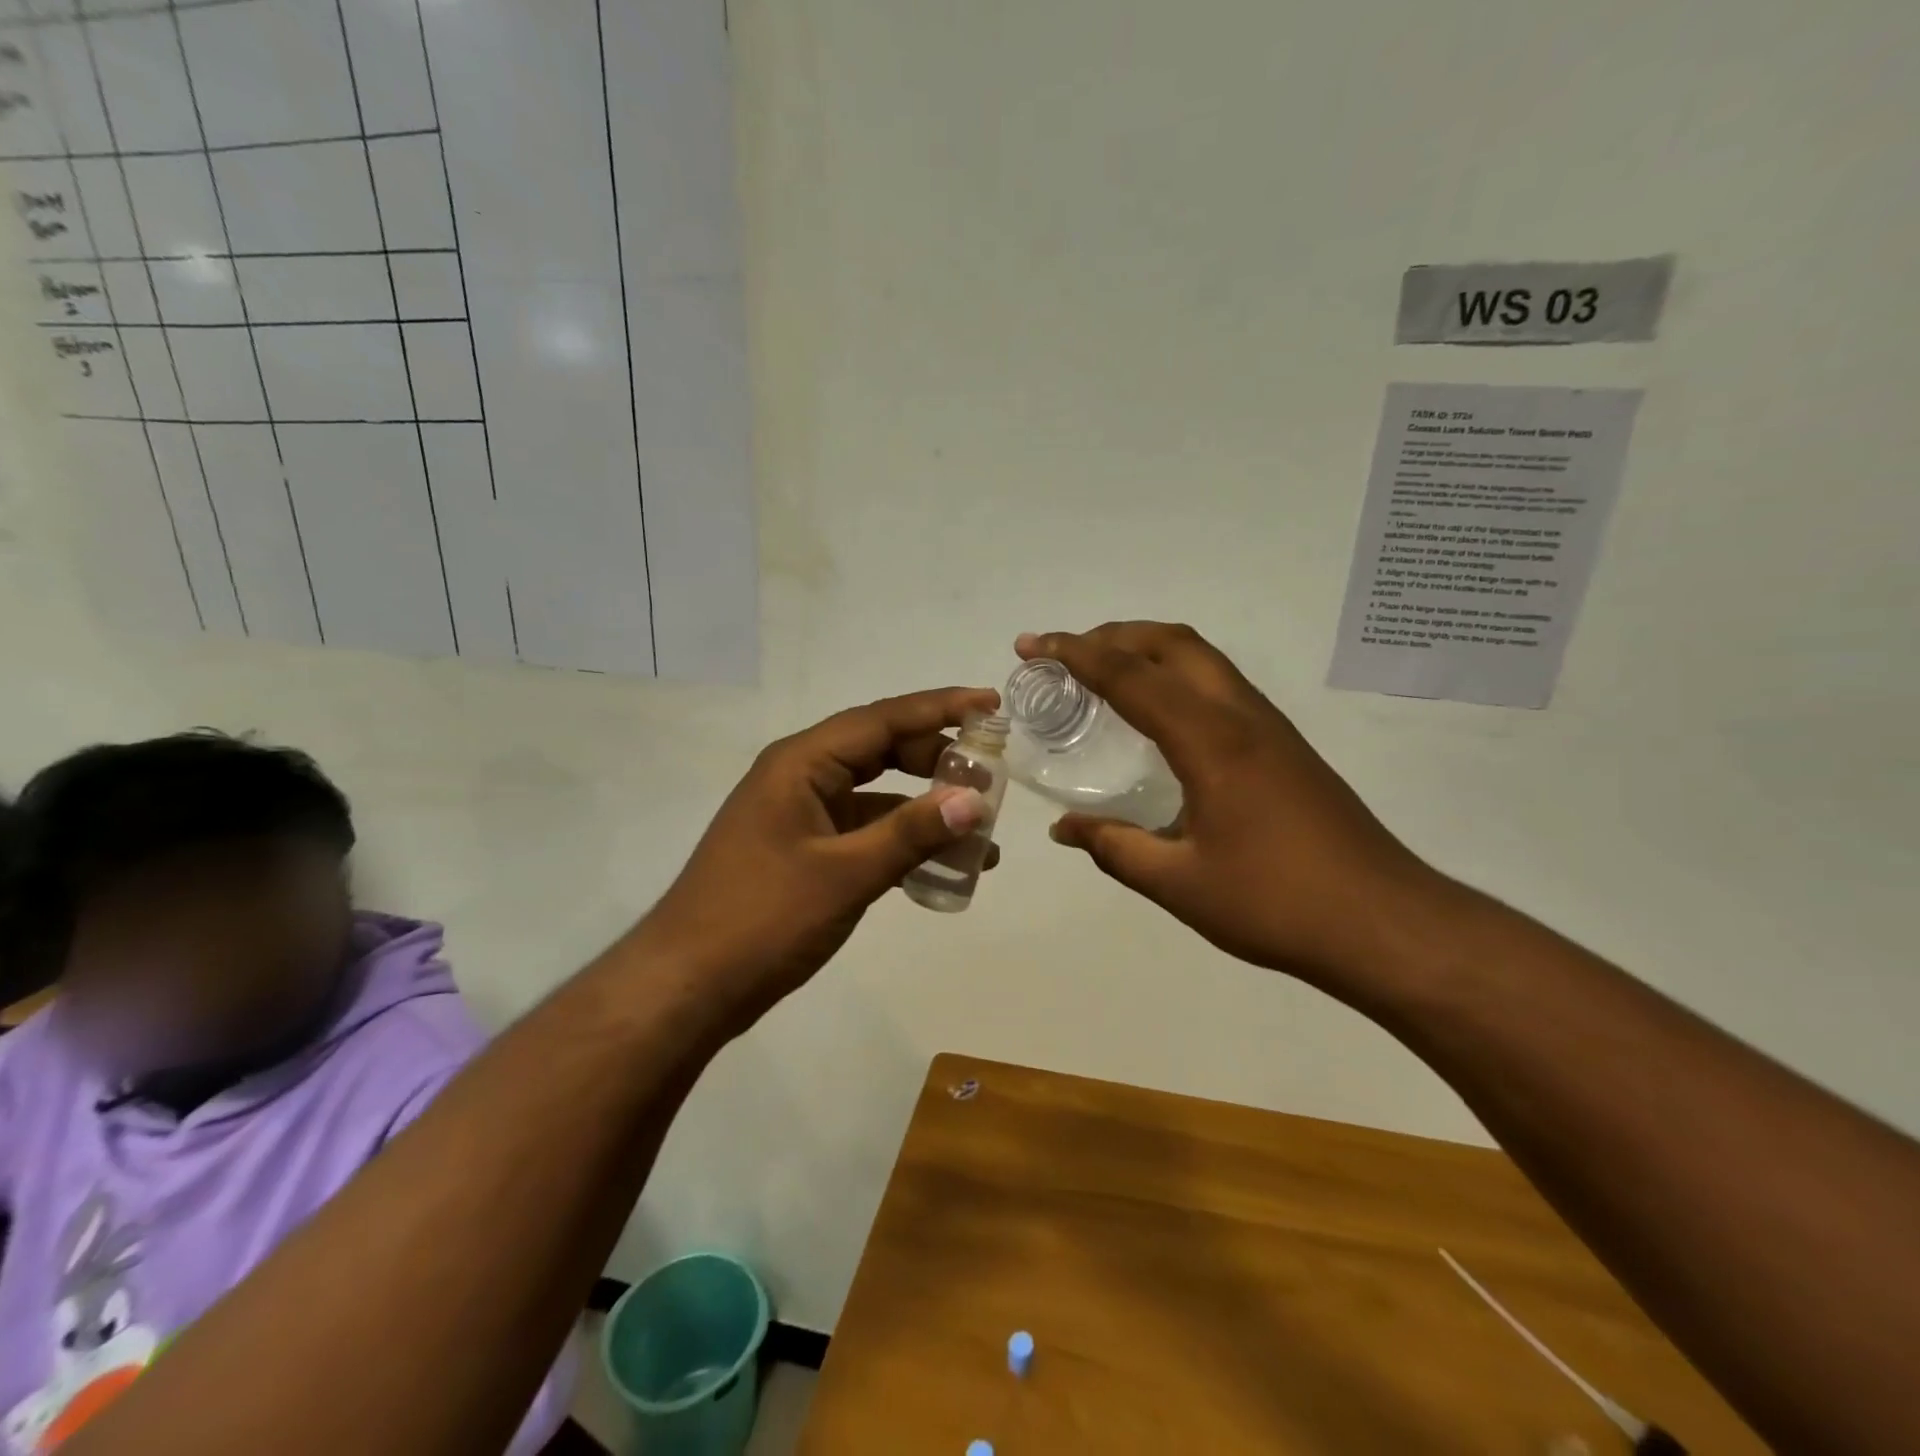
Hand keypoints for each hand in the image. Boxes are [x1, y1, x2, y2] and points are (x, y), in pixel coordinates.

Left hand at [636, 686, 1001, 1020]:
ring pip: (875, 795)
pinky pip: (863, 831)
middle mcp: (800, 777)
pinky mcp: (803, 852)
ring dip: (923, 807)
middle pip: (880, 750)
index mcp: (800, 764)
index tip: (991, 704)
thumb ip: (911, 833)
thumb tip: (975, 799)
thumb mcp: (844, 874)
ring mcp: (800, 816)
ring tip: (980, 828)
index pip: (881, 719)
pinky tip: (940, 865)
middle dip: (936, 759)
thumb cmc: (761, 920)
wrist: (686, 988)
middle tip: (990, 773)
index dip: (940, 708)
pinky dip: (901, 841)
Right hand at [1019, 623, 1446, 983]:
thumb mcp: (1179, 883)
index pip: (1130, 676)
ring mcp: (1270, 727)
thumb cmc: (1276, 903)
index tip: (1032, 645)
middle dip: (1113, 635)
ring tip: (1103, 673)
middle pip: (1172, 643)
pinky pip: (1219, 685)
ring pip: (1202, 658)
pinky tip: (1160, 716)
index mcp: (1210, 741)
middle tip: (1064, 654)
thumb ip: (1115, 848)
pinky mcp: (1285, 746)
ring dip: (1148, 650)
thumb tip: (1063, 829)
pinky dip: (1176, 675)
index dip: (1075, 654)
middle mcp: (1241, 716)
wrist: (1384, 923)